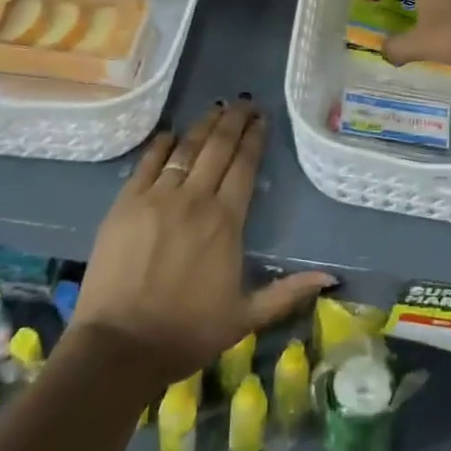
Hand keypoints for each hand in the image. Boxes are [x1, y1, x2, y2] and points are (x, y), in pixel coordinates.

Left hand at [73, 100, 333, 385]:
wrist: (119, 347)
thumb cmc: (186, 333)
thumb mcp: (245, 317)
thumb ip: (288, 292)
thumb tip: (331, 277)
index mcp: (226, 221)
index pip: (245, 165)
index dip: (255, 138)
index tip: (262, 119)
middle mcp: (195, 199)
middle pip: (218, 147)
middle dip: (234, 120)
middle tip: (245, 103)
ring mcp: (157, 197)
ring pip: (186, 148)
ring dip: (203, 125)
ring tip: (217, 108)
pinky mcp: (126, 203)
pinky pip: (148, 162)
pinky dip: (163, 144)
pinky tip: (173, 134)